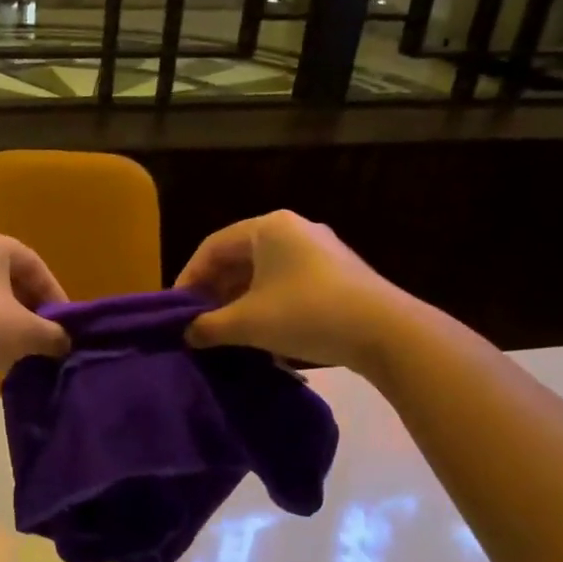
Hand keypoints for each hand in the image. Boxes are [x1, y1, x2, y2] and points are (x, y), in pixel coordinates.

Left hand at [0, 229, 70, 392]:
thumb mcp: (27, 333)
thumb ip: (53, 334)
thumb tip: (65, 342)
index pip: (32, 263)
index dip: (54, 293)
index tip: (65, 321)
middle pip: (6, 274)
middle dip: (29, 304)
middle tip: (44, 330)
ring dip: (5, 314)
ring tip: (20, 342)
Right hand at [174, 210, 414, 374]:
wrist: (386, 332)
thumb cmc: (306, 314)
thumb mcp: (248, 323)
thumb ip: (209, 326)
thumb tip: (186, 333)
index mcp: (268, 228)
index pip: (212, 247)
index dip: (188, 278)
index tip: (177, 310)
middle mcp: (293, 229)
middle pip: (238, 257)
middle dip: (215, 291)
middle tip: (199, 321)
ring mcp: (320, 250)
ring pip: (263, 272)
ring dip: (239, 300)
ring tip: (226, 330)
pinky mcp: (338, 273)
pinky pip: (287, 282)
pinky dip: (266, 303)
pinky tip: (262, 332)